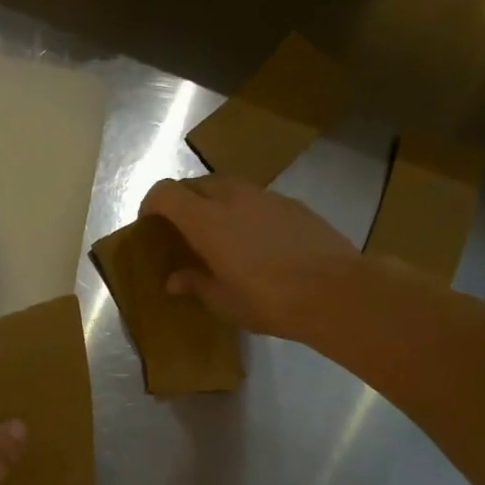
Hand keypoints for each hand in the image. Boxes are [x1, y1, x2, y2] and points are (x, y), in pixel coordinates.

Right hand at [139, 175, 363, 343]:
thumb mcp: (224, 301)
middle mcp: (233, 198)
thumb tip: (174, 280)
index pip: (166, 193)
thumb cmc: (269, 301)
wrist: (336, 292)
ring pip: (228, 186)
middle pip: (196, 184)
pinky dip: (243, 210)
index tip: (148, 222)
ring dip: (214, 202)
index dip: (151, 203)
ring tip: (217, 233)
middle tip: (180, 229)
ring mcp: (267, 197)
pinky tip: (254, 240)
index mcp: (207, 221)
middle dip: (182, 200)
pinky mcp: (293, 204)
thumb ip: (196, 283)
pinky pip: (256, 198)